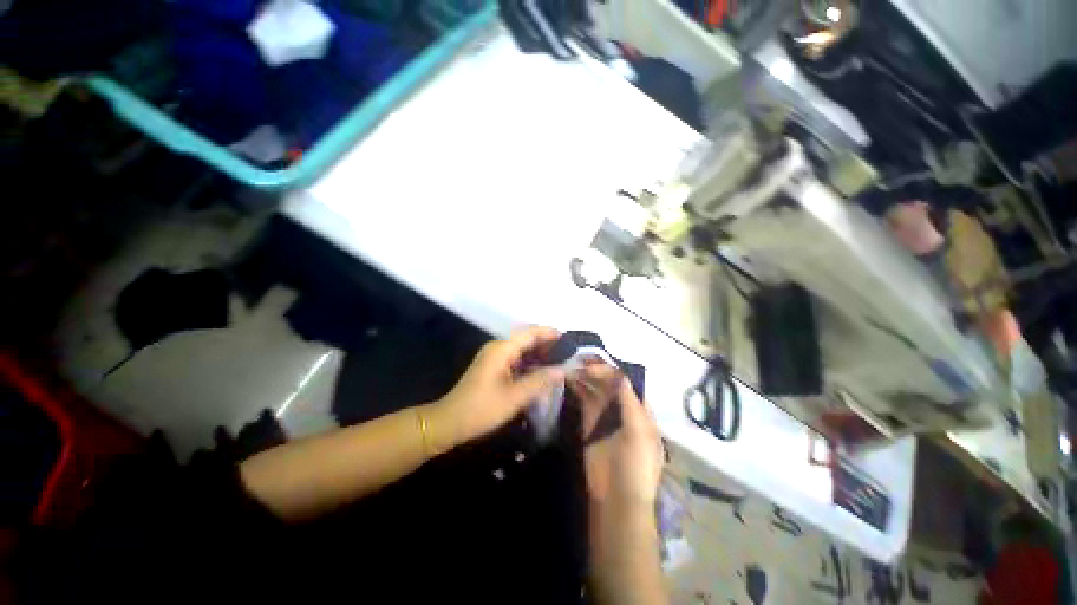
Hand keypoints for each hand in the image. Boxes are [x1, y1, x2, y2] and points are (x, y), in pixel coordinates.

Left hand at [432, 326, 563, 448]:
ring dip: (539, 354)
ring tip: (560, 361)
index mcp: (501, 349)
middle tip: (568, 353)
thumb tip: (563, 369)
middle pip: (526, 339)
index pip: (530, 333)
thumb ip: (540, 380)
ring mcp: (494, 356)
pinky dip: (530, 362)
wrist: (450, 422)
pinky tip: (542, 371)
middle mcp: (498, 347)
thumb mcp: (514, 397)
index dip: (549, 333)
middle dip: (547, 344)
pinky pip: (516, 358)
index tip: (568, 340)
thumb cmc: (482, 408)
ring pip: (522, 349)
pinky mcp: (493, 366)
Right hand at [570, 364, 662, 513]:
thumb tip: (619, 373)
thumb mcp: (640, 432)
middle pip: (609, 383)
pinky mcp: (589, 423)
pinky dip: (578, 389)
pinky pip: (584, 401)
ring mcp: (605, 415)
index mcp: (640, 409)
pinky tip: (570, 379)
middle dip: (596, 370)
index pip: (627, 382)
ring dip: (585, 377)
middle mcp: (622, 408)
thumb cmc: (637, 465)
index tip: (595, 361)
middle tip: (578, 360)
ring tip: (572, 366)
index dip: (612, 370)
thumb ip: (630, 402)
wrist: (617, 499)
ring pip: (595, 389)